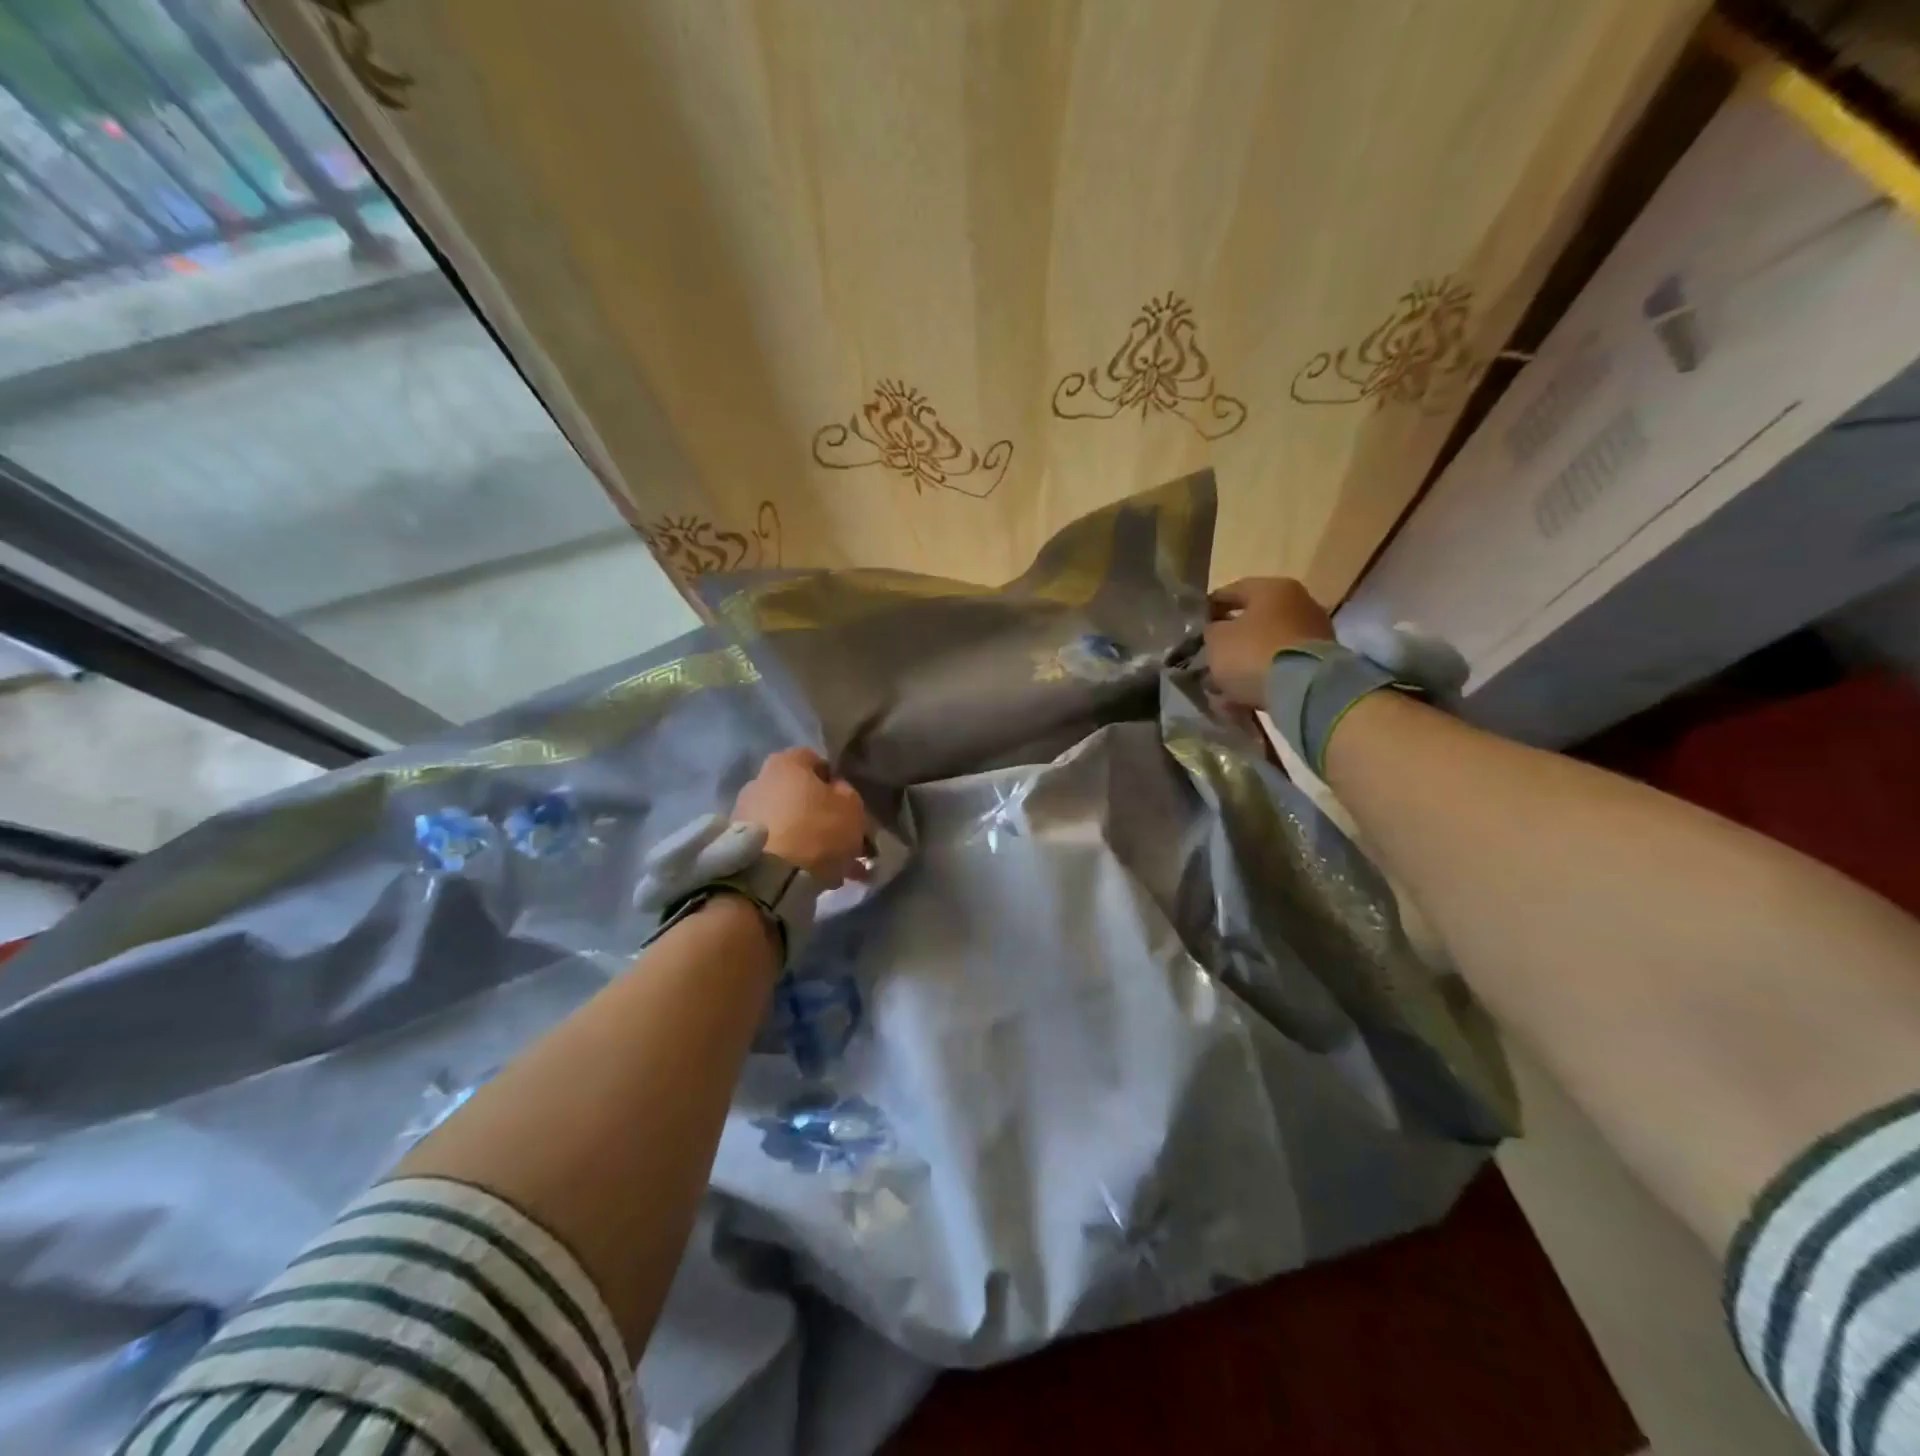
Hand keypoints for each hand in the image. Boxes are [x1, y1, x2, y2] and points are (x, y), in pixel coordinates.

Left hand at [734, 747, 870, 888]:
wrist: (771, 878)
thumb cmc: (818, 830)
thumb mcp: (852, 807)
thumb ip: (846, 793)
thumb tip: (836, 791)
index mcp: (786, 763)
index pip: (815, 760)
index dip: (835, 782)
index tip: (848, 805)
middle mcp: (759, 781)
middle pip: (800, 794)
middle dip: (821, 814)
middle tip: (844, 839)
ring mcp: (745, 813)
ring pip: (789, 822)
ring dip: (809, 839)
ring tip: (833, 867)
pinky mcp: (739, 844)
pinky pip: (775, 845)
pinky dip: (793, 856)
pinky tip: (815, 877)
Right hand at [1203, 577, 1335, 707]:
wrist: (1303, 689)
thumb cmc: (1252, 653)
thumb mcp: (1216, 639)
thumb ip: (1211, 632)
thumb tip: (1216, 633)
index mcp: (1272, 589)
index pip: (1232, 591)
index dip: (1209, 608)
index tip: (1194, 625)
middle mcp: (1298, 605)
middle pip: (1252, 623)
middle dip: (1228, 644)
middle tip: (1207, 660)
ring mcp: (1312, 635)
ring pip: (1265, 650)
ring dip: (1243, 667)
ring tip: (1222, 690)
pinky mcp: (1317, 664)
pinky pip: (1279, 670)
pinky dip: (1261, 682)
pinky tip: (1242, 701)